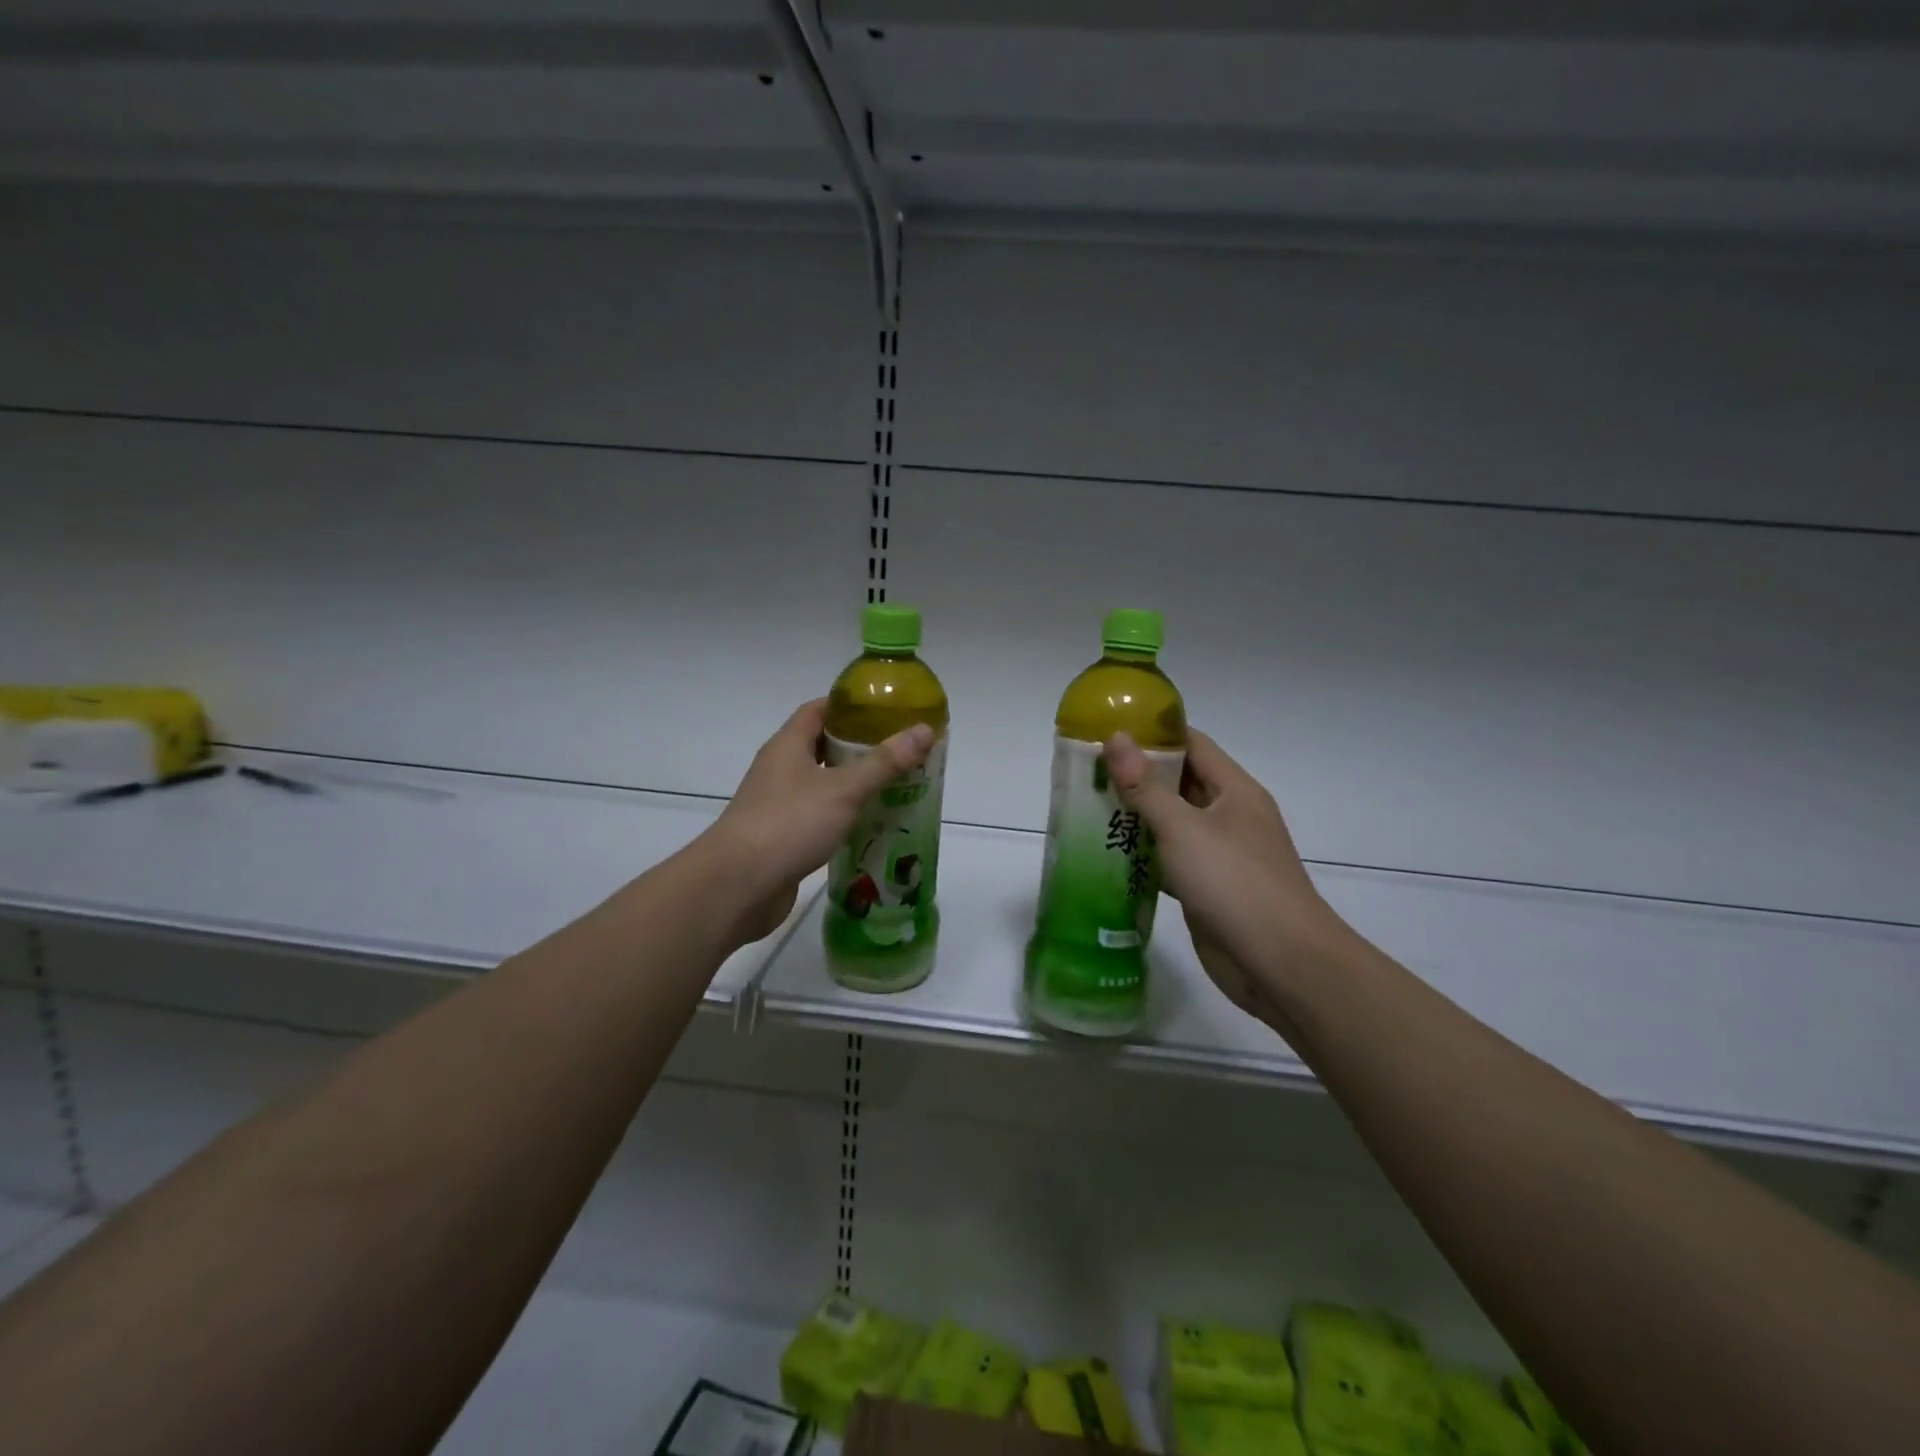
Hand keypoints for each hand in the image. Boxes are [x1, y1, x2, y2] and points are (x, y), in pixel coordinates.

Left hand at [704, 699, 935, 944]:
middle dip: (860, 748)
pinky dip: (843, 816)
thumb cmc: (789, 824)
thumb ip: (884, 762)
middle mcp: (780, 769)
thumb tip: (924, 730)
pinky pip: (818, 816)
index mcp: (788, 745)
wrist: (738, 885)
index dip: (850, 706)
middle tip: (900, 751)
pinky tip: (870, 825)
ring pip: (822, 784)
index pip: (819, 710)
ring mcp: (778, 804)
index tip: (886, 710)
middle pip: (822, 746)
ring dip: (853, 784)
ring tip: (895, 787)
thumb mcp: (843, 789)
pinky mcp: (782, 836)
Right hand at [1104, 729, 1357, 1027]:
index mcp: (1234, 791)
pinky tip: (1106, 856)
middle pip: (1179, 783)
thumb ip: (1146, 786)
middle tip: (1086, 772)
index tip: (1108, 730)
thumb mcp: (1184, 828)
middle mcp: (1229, 816)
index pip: (1192, 744)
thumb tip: (1116, 738)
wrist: (1279, 963)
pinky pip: (1169, 860)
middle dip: (1136, 776)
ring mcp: (1219, 854)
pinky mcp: (1206, 888)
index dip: (1153, 733)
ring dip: (1135, 817)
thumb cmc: (1234, 882)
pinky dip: (1142, 856)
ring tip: (1086, 807)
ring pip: (1171, 824)